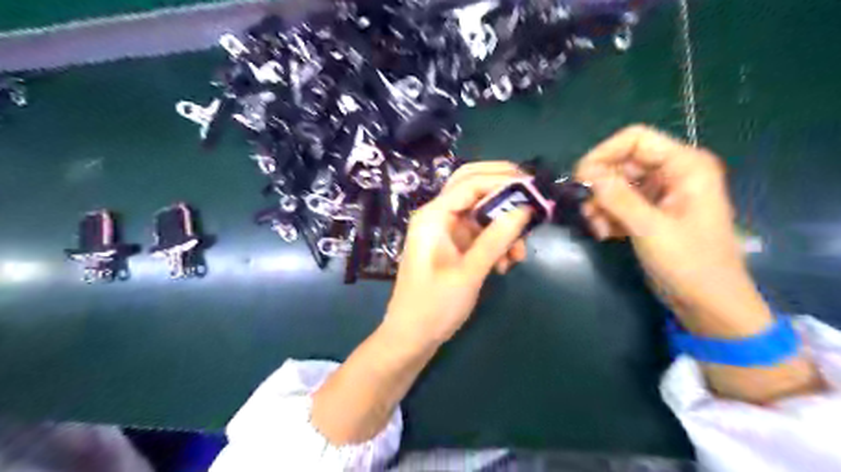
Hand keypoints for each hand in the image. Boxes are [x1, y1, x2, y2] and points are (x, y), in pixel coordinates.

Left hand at [383, 162, 526, 345]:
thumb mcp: (469, 272)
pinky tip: (505, 264)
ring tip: (518, 254)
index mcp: (433, 216)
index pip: (470, 183)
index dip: (502, 180)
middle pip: (472, 186)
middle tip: (531, 195)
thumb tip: (524, 209)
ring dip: (503, 225)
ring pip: (480, 212)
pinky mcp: (454, 246)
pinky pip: (480, 232)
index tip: (534, 189)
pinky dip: (496, 241)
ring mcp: (446, 231)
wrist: (412, 336)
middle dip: (502, 188)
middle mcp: (438, 216)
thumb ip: (496, 239)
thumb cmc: (434, 305)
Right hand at [576, 126, 769, 336]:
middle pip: (622, 162)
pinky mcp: (651, 213)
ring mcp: (661, 194)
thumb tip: (585, 172)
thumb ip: (617, 197)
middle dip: (600, 186)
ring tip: (597, 228)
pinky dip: (608, 216)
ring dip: (601, 204)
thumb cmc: (690, 264)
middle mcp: (673, 173)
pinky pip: (620, 203)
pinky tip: (605, 234)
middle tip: (585, 210)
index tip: (580, 178)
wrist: (709, 304)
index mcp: (685, 166)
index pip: (635, 139)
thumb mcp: (650, 229)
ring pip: (617, 185)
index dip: (604, 154)